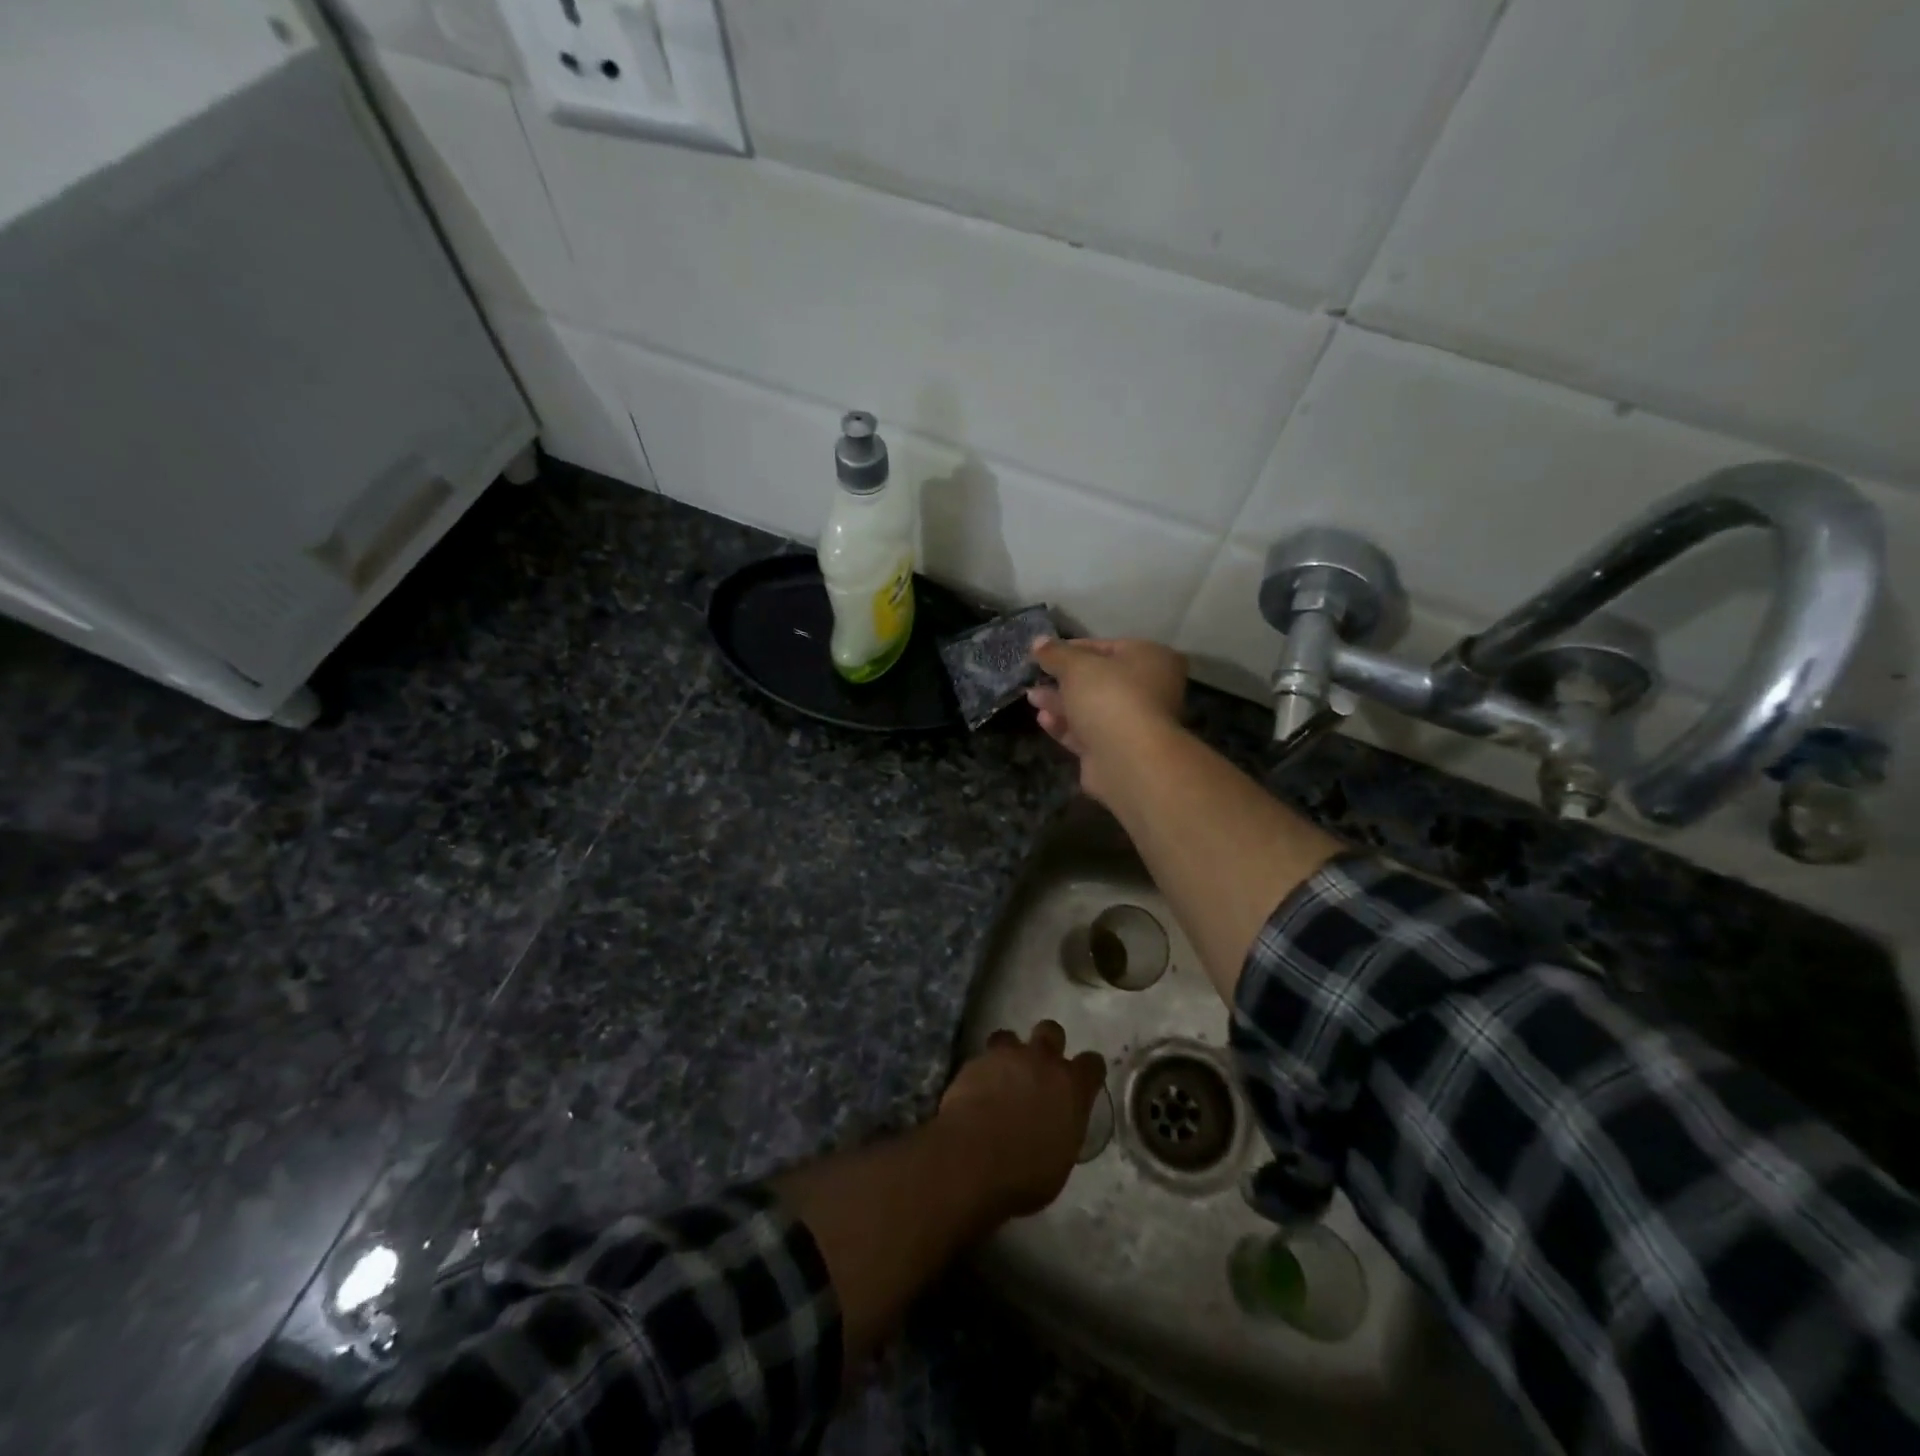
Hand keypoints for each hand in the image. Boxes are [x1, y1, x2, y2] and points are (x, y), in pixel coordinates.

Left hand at [937, 1020, 1105, 1220]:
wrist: (972, 1159)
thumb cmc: (1025, 1175)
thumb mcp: (1060, 1160)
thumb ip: (1063, 1130)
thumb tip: (1056, 1126)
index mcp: (1071, 1087)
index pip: (1092, 1064)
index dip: (1088, 1071)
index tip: (1083, 1082)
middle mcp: (1041, 1061)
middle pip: (1052, 1031)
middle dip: (1048, 1044)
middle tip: (1040, 1069)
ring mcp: (1006, 1057)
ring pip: (1011, 1037)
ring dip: (1009, 1053)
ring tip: (1002, 1076)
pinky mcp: (974, 1062)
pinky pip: (983, 1058)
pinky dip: (983, 1072)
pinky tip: (977, 1092)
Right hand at [1028, 637, 1188, 804]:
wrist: (1128, 759)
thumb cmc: (1109, 697)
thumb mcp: (1076, 666)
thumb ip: (1056, 654)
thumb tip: (1038, 641)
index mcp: (1151, 658)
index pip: (1106, 646)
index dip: (1071, 648)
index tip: (1042, 653)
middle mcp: (1149, 689)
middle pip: (1099, 680)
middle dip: (1063, 680)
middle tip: (1034, 678)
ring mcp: (1134, 723)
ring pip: (1092, 708)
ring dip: (1060, 703)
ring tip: (1031, 698)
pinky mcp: (1118, 750)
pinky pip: (1088, 733)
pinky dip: (1066, 726)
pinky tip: (1043, 720)